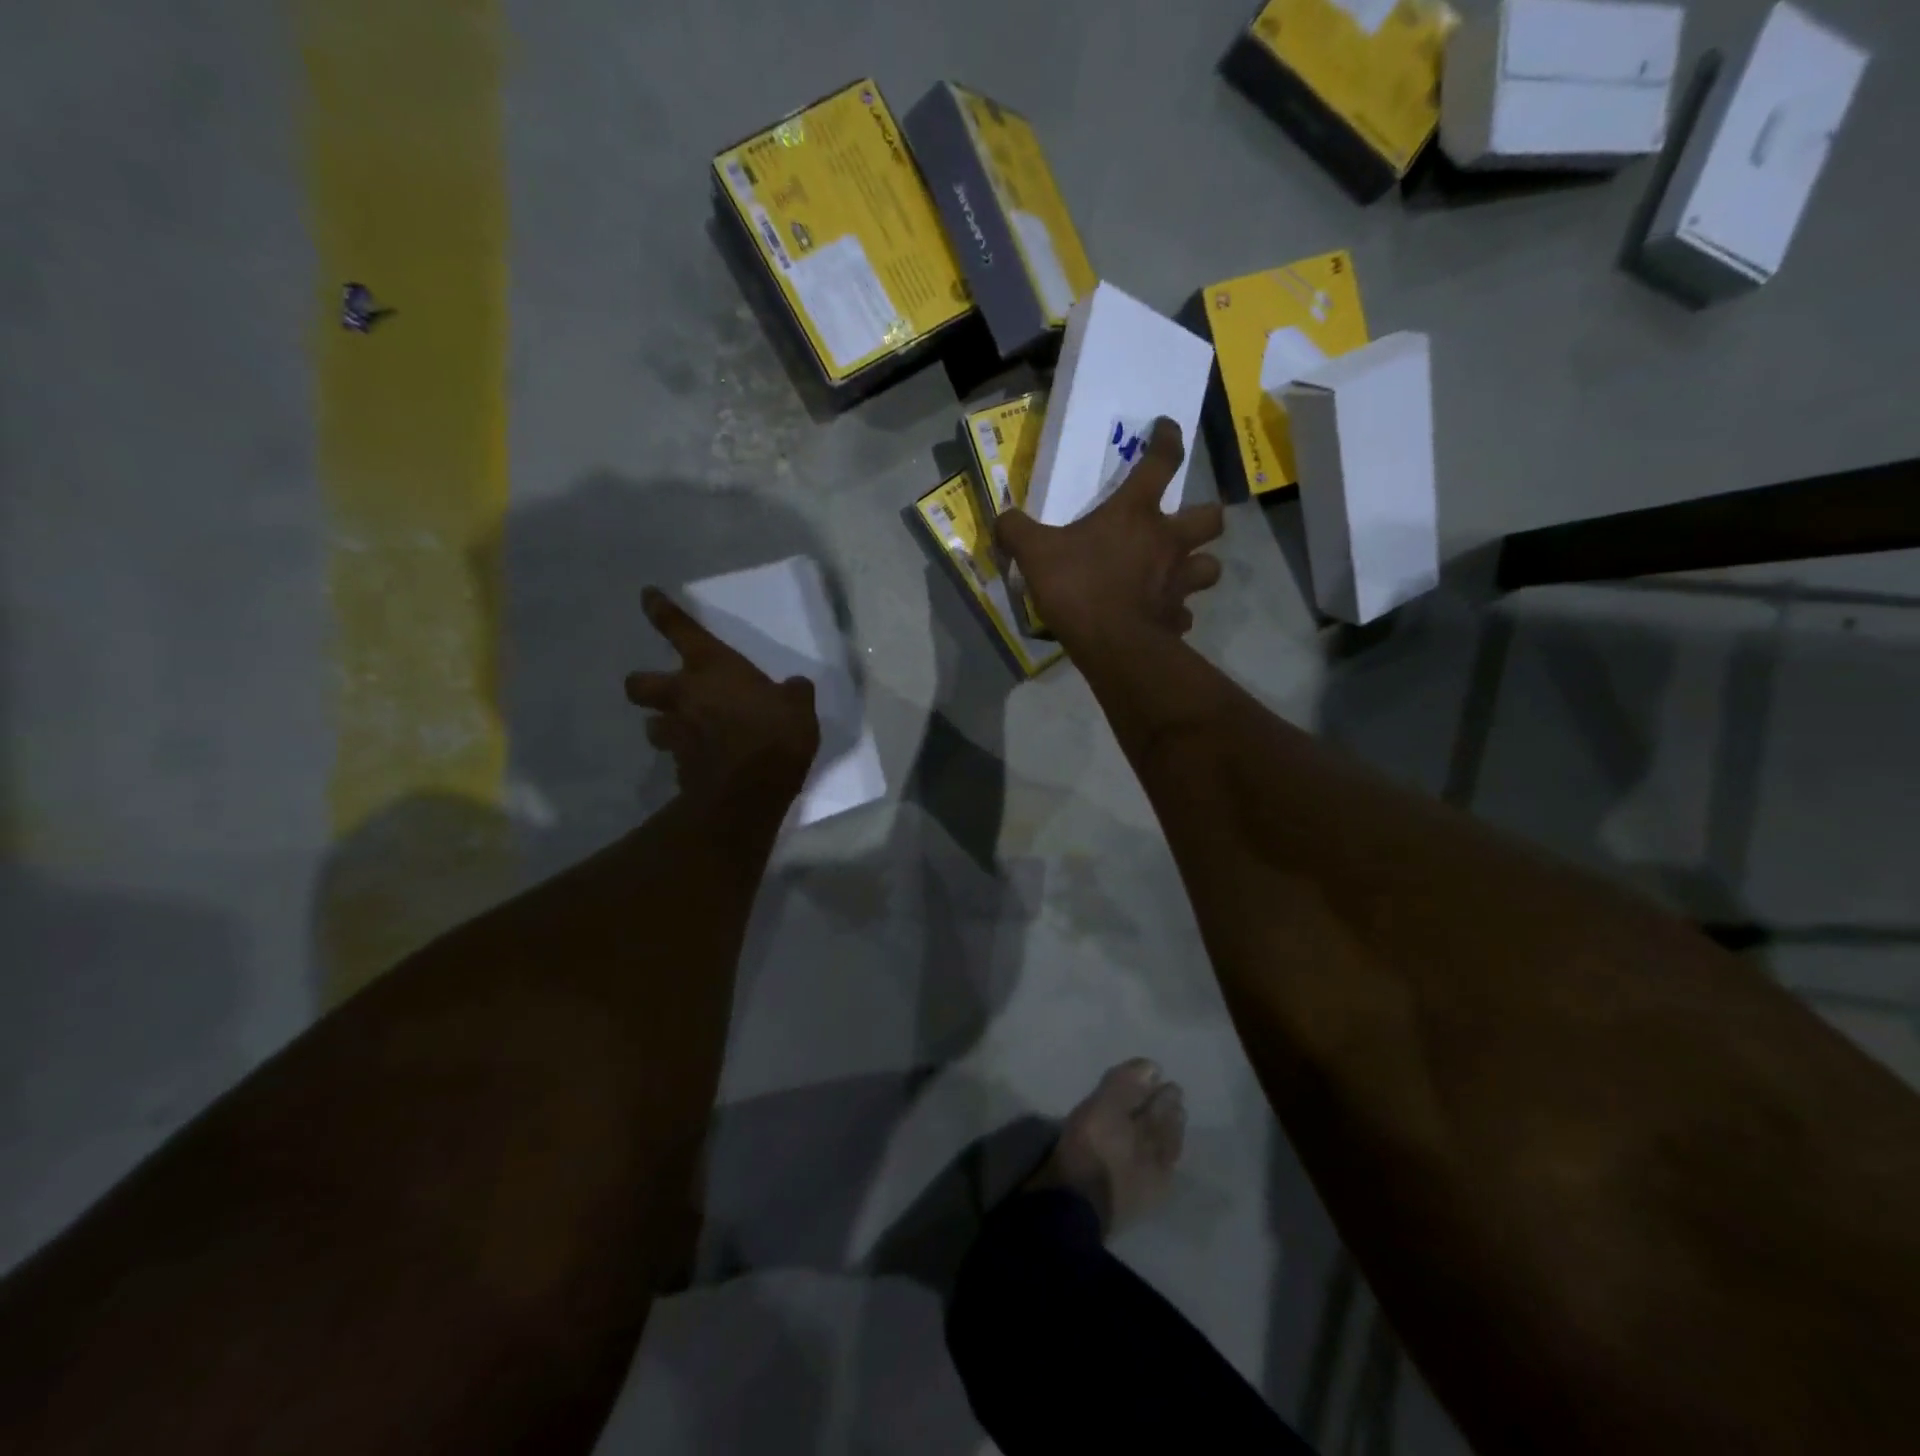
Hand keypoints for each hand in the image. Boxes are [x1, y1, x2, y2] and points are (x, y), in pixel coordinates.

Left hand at [624, 587, 819, 801]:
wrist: (748, 792)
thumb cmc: (774, 734)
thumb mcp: (798, 706)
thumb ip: (792, 692)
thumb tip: (793, 688)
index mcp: (711, 667)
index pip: (679, 629)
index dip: (661, 610)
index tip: (647, 596)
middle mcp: (684, 695)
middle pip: (638, 683)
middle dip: (644, 684)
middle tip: (664, 691)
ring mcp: (677, 733)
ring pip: (653, 724)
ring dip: (666, 725)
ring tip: (687, 733)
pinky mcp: (679, 768)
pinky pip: (676, 756)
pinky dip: (687, 757)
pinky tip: (706, 763)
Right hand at [996, 418, 1223, 648]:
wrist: (1111, 643)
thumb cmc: (1077, 586)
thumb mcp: (1035, 553)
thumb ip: (1016, 530)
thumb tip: (1002, 519)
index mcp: (1135, 514)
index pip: (1161, 462)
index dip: (1167, 440)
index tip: (1168, 427)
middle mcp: (1167, 541)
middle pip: (1210, 517)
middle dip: (1205, 516)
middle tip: (1185, 524)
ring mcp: (1178, 582)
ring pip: (1210, 567)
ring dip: (1200, 566)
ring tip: (1181, 573)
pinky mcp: (1176, 618)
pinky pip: (1184, 613)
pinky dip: (1176, 613)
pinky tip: (1161, 617)